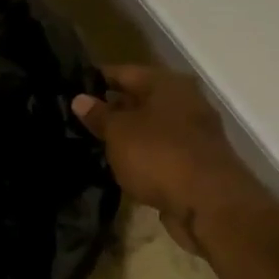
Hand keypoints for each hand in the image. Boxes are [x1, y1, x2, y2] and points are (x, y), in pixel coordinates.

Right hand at [72, 65, 274, 253]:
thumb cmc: (159, 155)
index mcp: (168, 84)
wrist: (210, 206)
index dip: (94, 79)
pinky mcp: (194, 163)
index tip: (69, 89)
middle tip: (75, 118)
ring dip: (124, 134)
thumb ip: (98, 114)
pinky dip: (139, 156)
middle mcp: (185, 102)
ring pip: (148, 127)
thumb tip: (80, 99)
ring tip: (89, 142)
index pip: (123, 72)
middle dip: (110, 108)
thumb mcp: (118, 132)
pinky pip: (158, 151)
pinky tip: (115, 164)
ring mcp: (193, 134)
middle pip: (139, 98)